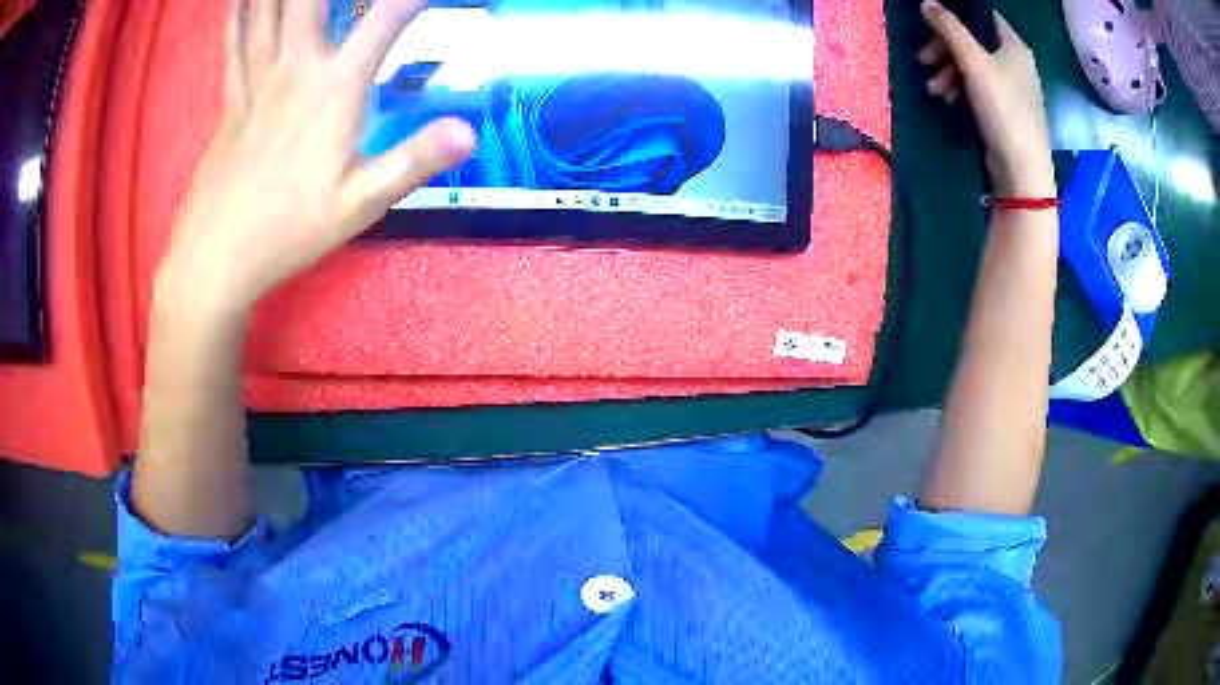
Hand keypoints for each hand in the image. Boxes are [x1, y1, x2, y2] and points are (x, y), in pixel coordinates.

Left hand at [156, 0, 475, 312]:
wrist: (215, 260)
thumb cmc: (288, 233)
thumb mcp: (359, 205)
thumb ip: (414, 161)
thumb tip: (470, 131)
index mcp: (333, 92)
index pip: (385, 20)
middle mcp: (295, 71)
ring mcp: (257, 81)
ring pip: (267, 10)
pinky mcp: (231, 98)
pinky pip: (235, 40)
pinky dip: (239, 11)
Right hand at [918, 1, 1054, 196]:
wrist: (1022, 169)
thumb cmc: (1003, 109)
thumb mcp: (973, 62)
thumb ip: (949, 28)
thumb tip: (927, 2)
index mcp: (1014, 45)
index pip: (982, 16)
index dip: (956, 16)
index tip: (933, 25)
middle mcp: (1015, 62)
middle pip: (972, 41)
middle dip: (944, 49)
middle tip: (924, 60)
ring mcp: (1011, 86)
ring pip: (972, 65)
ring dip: (947, 71)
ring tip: (934, 89)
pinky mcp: (1003, 108)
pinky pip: (977, 86)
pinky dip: (959, 88)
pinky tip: (947, 100)